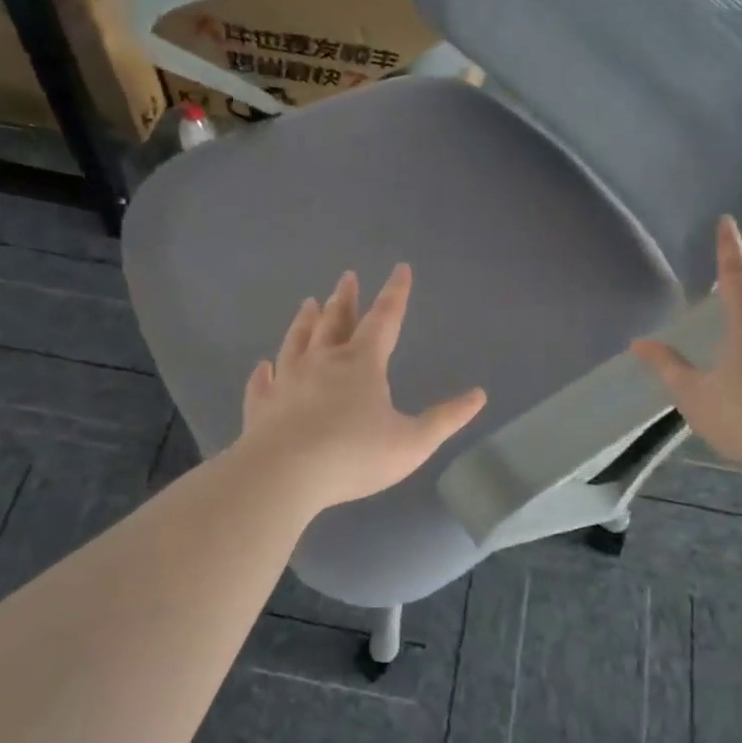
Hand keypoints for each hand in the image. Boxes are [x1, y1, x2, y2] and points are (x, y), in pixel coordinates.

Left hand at [233, 264, 487, 511]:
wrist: (284, 474)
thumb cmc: (354, 455)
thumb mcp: (412, 442)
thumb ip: (445, 419)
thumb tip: (479, 395)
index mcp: (362, 364)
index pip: (385, 319)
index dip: (396, 293)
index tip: (400, 268)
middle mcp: (323, 361)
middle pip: (336, 321)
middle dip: (346, 298)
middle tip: (347, 276)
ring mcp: (288, 380)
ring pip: (298, 341)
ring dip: (305, 321)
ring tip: (308, 303)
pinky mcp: (262, 405)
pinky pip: (262, 383)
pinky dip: (264, 374)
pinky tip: (262, 367)